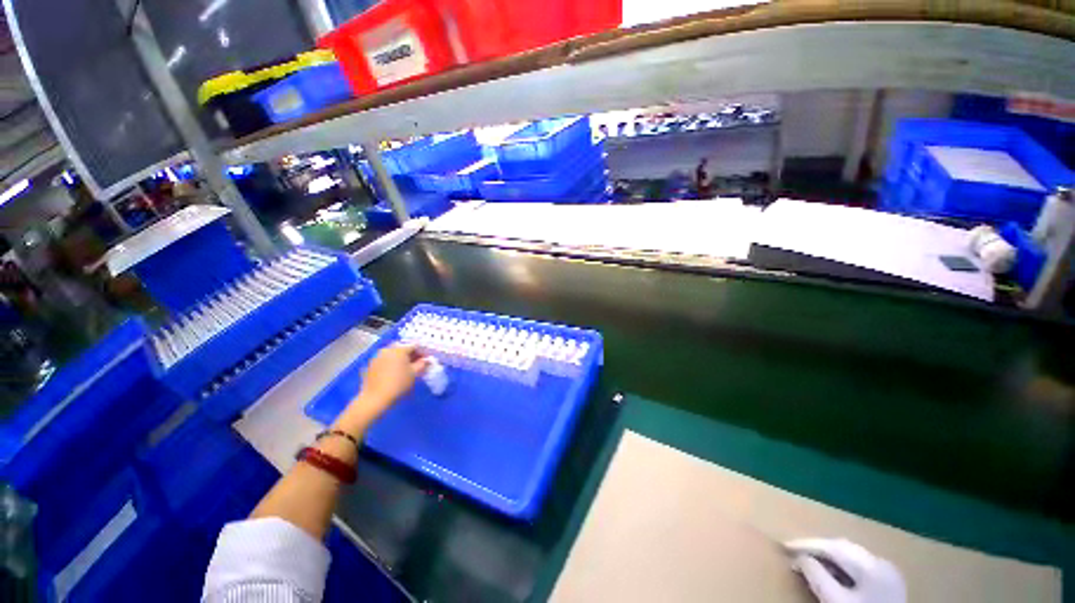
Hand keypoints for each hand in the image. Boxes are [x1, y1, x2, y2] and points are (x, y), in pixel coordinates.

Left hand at [339, 344, 428, 428]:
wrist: (375, 398)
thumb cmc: (399, 384)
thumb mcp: (415, 373)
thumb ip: (422, 364)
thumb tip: (427, 359)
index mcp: (399, 349)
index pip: (414, 345)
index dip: (422, 352)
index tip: (426, 359)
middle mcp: (387, 349)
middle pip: (402, 348)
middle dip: (411, 354)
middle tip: (417, 363)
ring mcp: (377, 356)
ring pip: (393, 353)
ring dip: (401, 358)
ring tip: (406, 368)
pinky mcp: (371, 365)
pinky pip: (385, 359)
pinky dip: (391, 363)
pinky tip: (394, 372)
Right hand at [785, 538, 905, 602]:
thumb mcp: (836, 602)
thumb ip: (817, 577)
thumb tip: (800, 558)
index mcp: (873, 564)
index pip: (833, 547)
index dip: (806, 544)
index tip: (784, 546)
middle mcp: (883, 563)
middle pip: (844, 549)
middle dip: (817, 549)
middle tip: (794, 554)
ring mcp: (888, 574)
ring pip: (852, 558)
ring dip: (828, 559)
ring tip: (808, 563)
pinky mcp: (888, 586)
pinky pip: (859, 570)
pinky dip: (841, 569)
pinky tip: (830, 576)